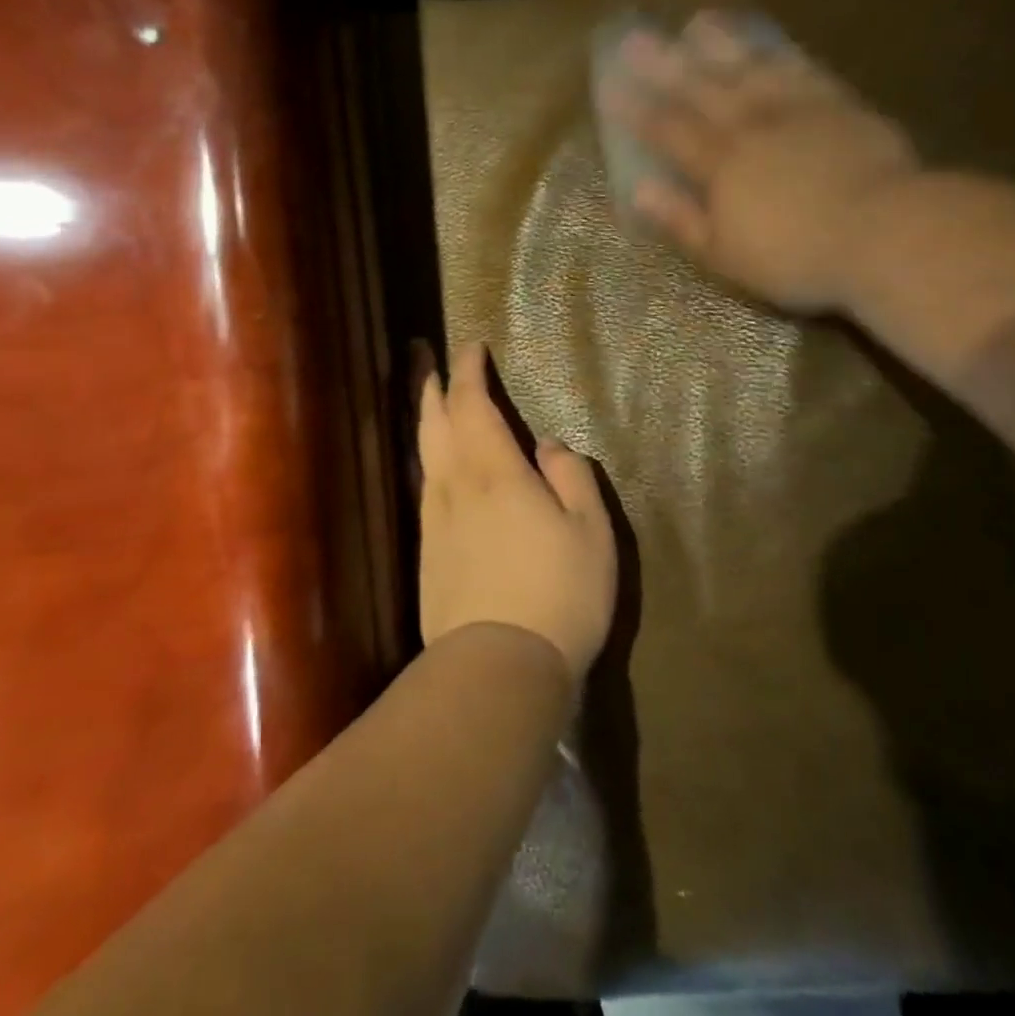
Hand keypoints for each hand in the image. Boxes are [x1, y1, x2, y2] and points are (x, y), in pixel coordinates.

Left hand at [418, 342, 616, 679]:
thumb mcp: (590, 530)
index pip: (471, 404)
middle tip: (425, 356)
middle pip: (434, 421)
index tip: (472, 346)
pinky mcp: (427, 553)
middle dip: (431, 384)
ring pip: (424, 453)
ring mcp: (434, 520)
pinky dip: (429, 457)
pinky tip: (436, 465)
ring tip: (427, 399)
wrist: (498, 669)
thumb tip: (546, 446)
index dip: (469, 371)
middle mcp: (455, 485)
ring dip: (425, 417)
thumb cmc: (558, 592)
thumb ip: (571, 475)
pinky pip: (425, 486)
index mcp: (494, 471)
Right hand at [597, 11, 922, 312]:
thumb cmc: (796, 256)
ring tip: (697, 23)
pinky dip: (780, 53)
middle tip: (635, 37)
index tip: (609, 85)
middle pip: (700, 89)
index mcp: (720, 165)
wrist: (883, 231)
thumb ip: (681, 219)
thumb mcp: (725, 254)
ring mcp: (796, 110)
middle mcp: (751, 126)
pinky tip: (769, 44)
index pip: (668, 130)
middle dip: (664, 65)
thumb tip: (640, 189)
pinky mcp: (837, 104)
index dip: (637, 109)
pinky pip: (801, 70)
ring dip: (720, 45)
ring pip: (749, 68)